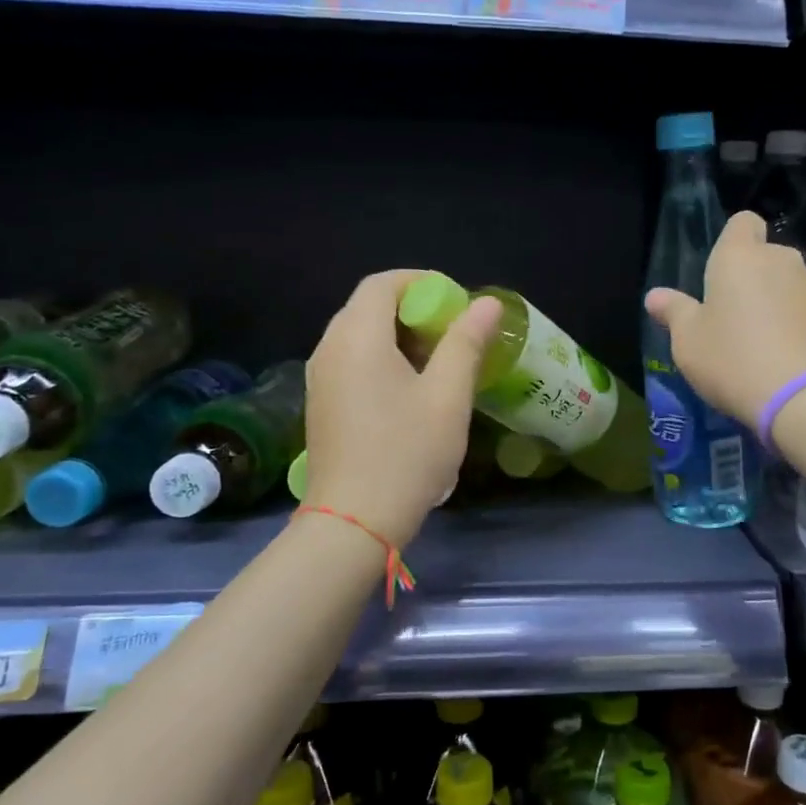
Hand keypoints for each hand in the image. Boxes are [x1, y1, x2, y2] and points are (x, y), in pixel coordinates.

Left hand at [304, 271, 500, 548]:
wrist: (353, 522)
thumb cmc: (407, 453)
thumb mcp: (448, 396)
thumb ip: (466, 342)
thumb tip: (486, 303)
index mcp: (357, 337)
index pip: (383, 283)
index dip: (422, 282)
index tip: (457, 303)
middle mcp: (329, 347)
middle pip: (369, 306)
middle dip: (414, 309)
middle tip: (454, 332)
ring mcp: (320, 377)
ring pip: (360, 334)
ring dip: (399, 335)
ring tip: (439, 360)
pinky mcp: (321, 402)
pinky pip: (351, 360)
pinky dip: (382, 358)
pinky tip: (410, 389)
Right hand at [645, 212, 805, 427]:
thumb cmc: (735, 361)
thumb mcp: (689, 343)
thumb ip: (674, 313)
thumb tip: (655, 296)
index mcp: (740, 257)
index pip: (742, 222)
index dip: (733, 241)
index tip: (722, 274)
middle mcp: (782, 259)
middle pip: (766, 256)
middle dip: (754, 279)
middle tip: (735, 320)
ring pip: (791, 284)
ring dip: (779, 303)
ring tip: (767, 345)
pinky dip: (802, 325)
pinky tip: (792, 358)